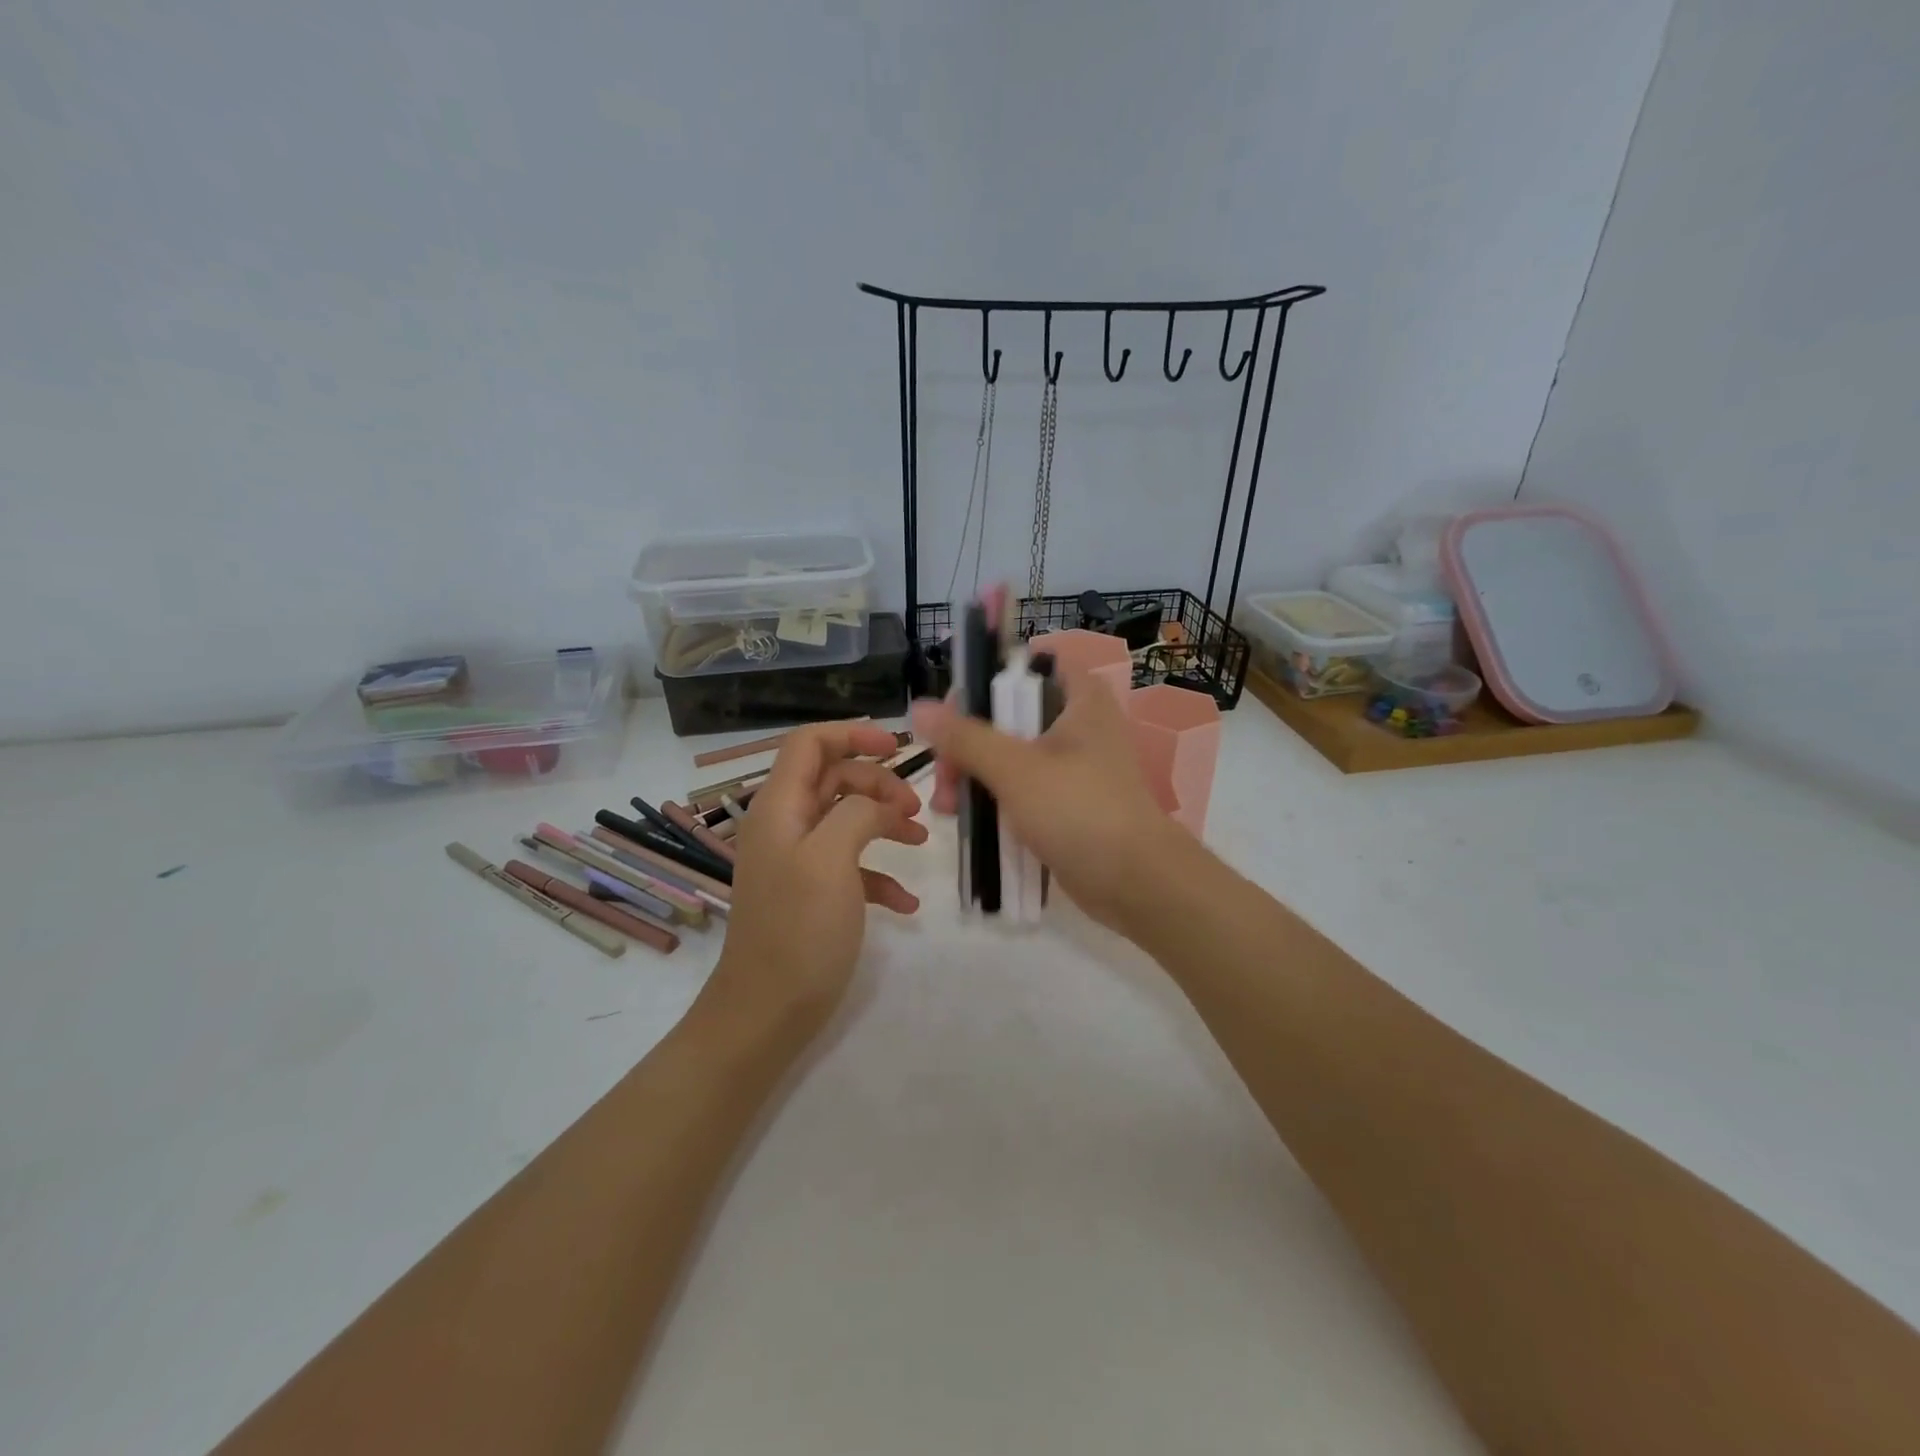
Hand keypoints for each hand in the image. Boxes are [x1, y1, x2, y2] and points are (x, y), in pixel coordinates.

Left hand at [701, 722, 927, 1041]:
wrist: (766, 1013)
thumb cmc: (798, 930)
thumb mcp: (830, 860)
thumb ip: (857, 814)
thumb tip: (879, 804)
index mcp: (779, 808)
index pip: (809, 744)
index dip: (851, 734)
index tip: (896, 748)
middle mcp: (785, 827)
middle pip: (834, 779)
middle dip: (877, 784)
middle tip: (914, 808)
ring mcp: (797, 862)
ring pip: (846, 820)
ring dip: (883, 822)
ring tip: (919, 840)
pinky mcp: (812, 895)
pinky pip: (850, 866)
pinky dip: (879, 874)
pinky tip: (906, 903)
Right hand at [914, 668, 1180, 932]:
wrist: (1136, 883)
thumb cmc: (1079, 810)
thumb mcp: (1016, 769)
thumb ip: (966, 737)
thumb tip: (919, 708)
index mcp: (1079, 698)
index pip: (1026, 667)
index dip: (986, 682)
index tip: (953, 713)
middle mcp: (1077, 725)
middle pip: (1008, 716)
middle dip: (967, 744)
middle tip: (943, 774)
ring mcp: (1072, 767)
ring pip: (1009, 757)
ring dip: (973, 776)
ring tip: (945, 807)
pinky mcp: (1066, 804)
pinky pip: (1020, 791)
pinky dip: (993, 801)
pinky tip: (965, 821)